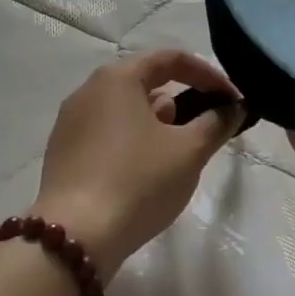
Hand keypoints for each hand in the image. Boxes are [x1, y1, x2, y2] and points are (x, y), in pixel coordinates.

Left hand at [35, 50, 244, 278]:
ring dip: (156, 122)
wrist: (75, 236)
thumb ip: (215, 124)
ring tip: (177, 153)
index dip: (207, 74)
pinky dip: (132, 140)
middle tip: (206, 127)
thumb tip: (232, 109)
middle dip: (181, 99)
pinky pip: (106, 133)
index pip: (170, 59)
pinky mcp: (62, 152)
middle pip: (144, 81)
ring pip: (124, 109)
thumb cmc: (138, 182)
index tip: (231, 98)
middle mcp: (88, 90)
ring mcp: (70, 121)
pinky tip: (144, 172)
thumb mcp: (188, 152)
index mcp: (117, 78)